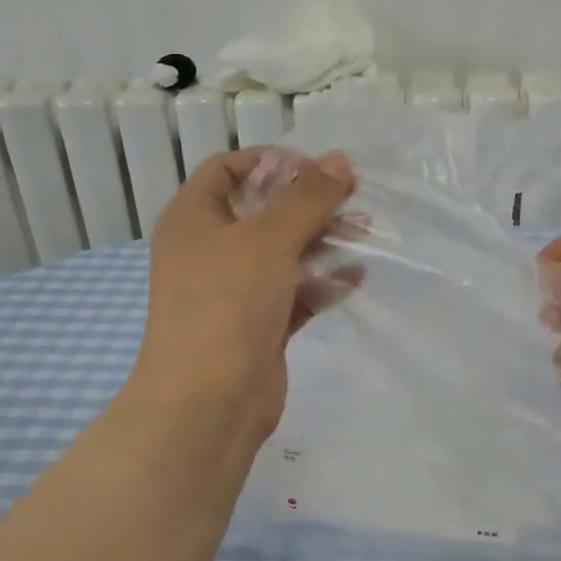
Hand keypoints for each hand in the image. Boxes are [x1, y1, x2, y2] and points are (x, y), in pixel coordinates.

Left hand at [133, 148, 357, 441]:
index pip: (227, 170)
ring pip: (284, 254)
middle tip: (356, 199)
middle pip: (264, 212)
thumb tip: (340, 159)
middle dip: (309, 204)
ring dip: (322, 242)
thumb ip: (308, 199)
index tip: (318, 166)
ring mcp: (235, 291)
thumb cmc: (227, 304)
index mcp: (194, 219)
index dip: (271, 161)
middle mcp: (210, 250)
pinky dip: (322, 283)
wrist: (209, 401)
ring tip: (366, 235)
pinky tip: (356, 277)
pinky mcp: (259, 325)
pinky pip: (294, 293)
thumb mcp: (269, 239)